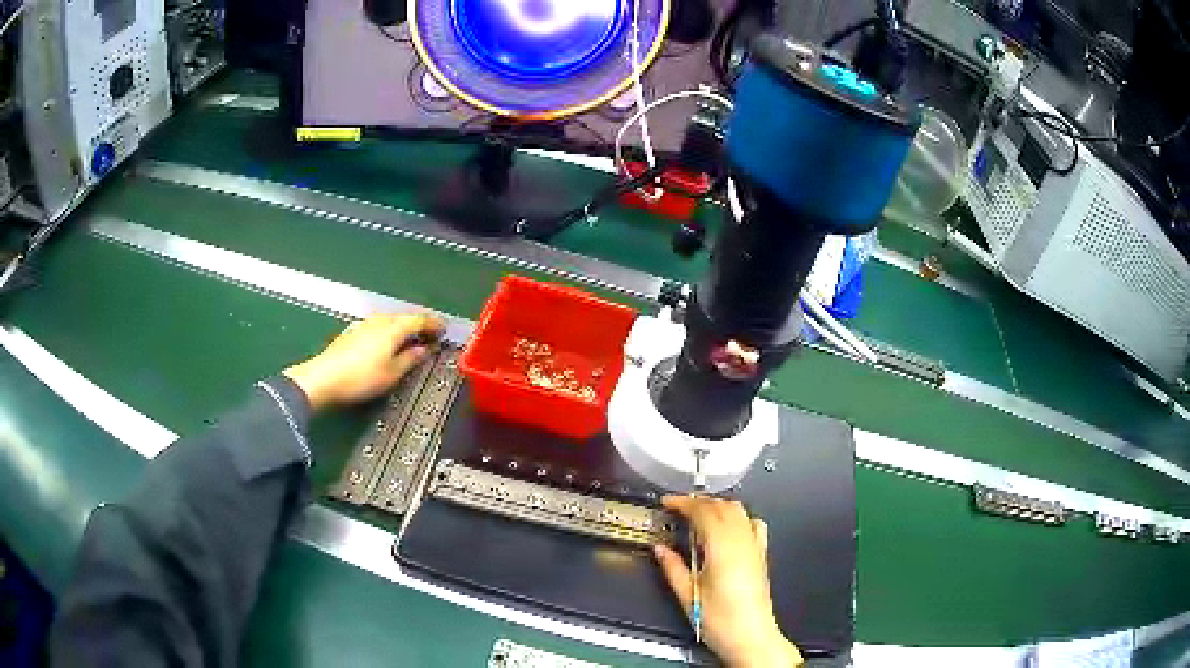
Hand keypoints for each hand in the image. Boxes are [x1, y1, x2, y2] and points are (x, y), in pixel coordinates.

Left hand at [283, 314, 444, 410]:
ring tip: (411, 341)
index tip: (444, 329)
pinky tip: (388, 344)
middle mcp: (380, 320)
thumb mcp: (392, 373)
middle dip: (419, 326)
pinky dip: (389, 333)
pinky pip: (379, 328)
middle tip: (431, 335)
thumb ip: (410, 359)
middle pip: (404, 318)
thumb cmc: (362, 378)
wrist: (323, 378)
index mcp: (394, 328)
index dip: (433, 324)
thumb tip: (424, 349)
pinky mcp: (353, 332)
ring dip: (403, 329)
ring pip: (390, 322)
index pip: (419, 320)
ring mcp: (364, 324)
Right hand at [654, 496, 802, 667]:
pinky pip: (753, 524)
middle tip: (678, 507)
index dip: (683, 503)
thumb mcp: (688, 596)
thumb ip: (673, 568)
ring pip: (739, 511)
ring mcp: (755, 547)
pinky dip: (738, 517)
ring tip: (698, 515)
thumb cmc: (722, 621)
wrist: (750, 637)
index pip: (703, 511)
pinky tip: (727, 528)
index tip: (668, 502)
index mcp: (722, 548)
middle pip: (722, 506)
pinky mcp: (761, 555)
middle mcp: (742, 542)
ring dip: (717, 506)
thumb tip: (661, 550)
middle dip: (699, 502)